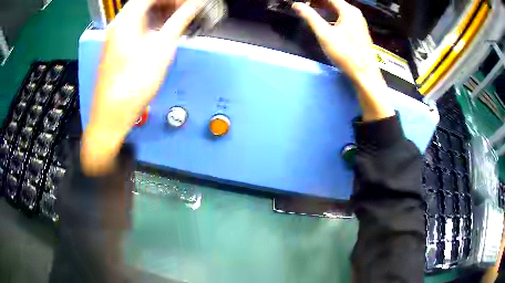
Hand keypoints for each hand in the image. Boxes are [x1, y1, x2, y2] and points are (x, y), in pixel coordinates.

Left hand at [81, 0, 200, 174]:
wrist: (111, 114)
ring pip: (142, 13)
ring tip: (179, 19)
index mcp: (126, 20)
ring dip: (162, 12)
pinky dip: (152, 23)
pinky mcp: (117, 46)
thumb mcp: (162, 49)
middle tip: (187, 10)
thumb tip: (194, 6)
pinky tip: (164, 31)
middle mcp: (118, 24)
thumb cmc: (133, 85)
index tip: (190, 4)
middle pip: (146, 2)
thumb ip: (179, 22)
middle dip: (169, 3)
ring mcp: (116, 35)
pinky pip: (137, 25)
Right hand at [292, 0, 393, 120]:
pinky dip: (333, 14)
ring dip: (325, 7)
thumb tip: (297, 5)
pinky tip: (326, 19)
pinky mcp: (359, 30)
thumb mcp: (324, 34)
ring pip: (339, 9)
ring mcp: (359, 22)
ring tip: (312, 8)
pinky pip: (344, 16)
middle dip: (319, 1)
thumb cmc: (345, 53)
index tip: (303, 1)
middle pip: (334, 1)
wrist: (365, 74)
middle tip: (306, 4)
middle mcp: (355, 13)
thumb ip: (310, 17)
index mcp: (348, 10)